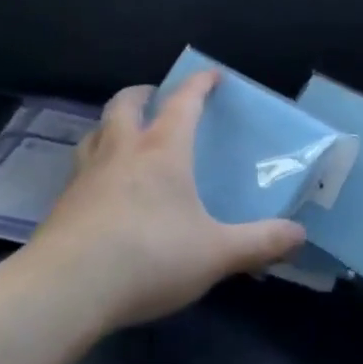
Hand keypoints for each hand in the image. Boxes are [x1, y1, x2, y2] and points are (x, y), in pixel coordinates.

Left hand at [24, 71, 305, 331]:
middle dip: (144, 94)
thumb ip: (260, 243)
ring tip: (124, 136)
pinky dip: (95, 164)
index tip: (212, 75)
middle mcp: (121, 151)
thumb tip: (299, 235)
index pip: (183, 102)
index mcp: (162, 151)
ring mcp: (86, 175)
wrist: (66, 288)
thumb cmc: (150, 257)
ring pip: (96, 132)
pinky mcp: (63, 204)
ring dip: (112, 124)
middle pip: (125, 104)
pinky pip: (80, 169)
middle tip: (156, 98)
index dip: (200, 84)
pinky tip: (103, 190)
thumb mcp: (216, 253)